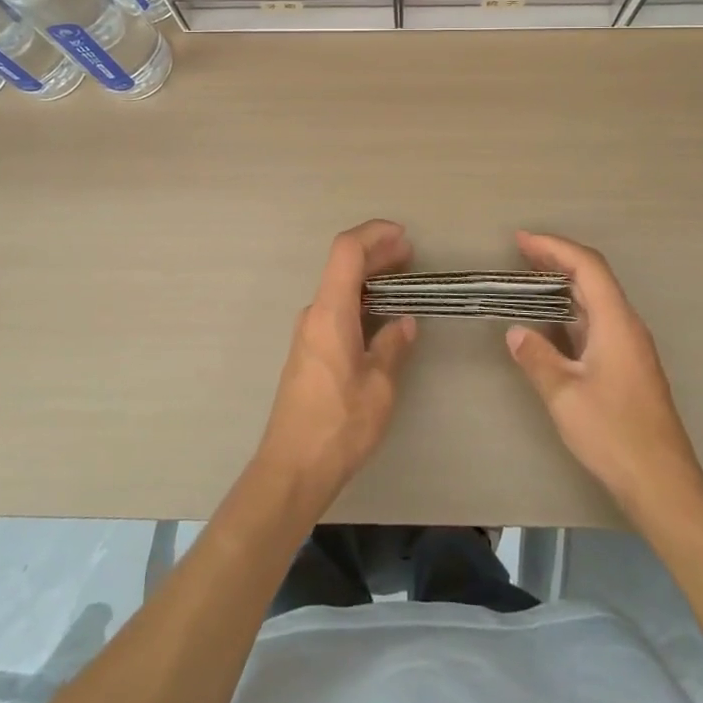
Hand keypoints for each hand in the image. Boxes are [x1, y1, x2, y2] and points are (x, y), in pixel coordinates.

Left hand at [256, 220, 417, 503]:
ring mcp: (308, 332)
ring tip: (402, 281)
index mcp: (330, 313)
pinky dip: (359, 299)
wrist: (292, 468)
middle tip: (411, 256)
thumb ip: (393, 347)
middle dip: (376, 253)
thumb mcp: (379, 387)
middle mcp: (314, 314)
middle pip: (342, 266)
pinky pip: (335, 309)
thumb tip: (403, 322)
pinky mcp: (308, 351)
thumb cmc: (339, 426)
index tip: (403, 236)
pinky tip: (380, 315)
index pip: (346, 251)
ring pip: (338, 287)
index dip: (374, 234)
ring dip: (368, 277)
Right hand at [506, 232, 702, 518]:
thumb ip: (537, 358)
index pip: (587, 267)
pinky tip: (551, 324)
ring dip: (563, 285)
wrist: (663, 485)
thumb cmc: (614, 434)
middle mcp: (627, 326)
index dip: (554, 247)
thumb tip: (516, 332)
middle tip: (519, 253)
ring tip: (529, 280)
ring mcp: (630, 347)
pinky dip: (571, 311)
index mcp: (616, 323)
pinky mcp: (628, 367)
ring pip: (596, 301)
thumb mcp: (564, 395)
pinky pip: (597, 322)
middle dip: (556, 260)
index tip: (521, 240)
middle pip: (594, 278)